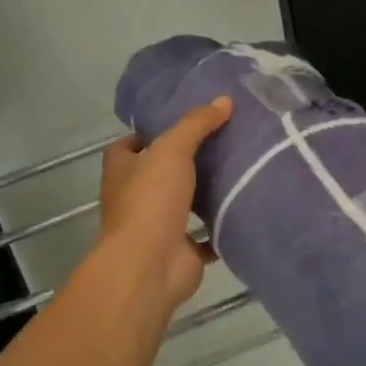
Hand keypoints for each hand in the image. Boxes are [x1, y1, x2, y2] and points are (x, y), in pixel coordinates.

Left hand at [95, 98, 231, 313]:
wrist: (150, 265)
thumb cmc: (151, 200)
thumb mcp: (173, 149)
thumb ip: (197, 124)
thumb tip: (224, 100)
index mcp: (122, 170)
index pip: (130, 146)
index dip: (151, 134)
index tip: (183, 123)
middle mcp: (134, 197)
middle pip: (158, 174)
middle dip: (184, 162)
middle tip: (222, 142)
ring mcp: (156, 227)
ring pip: (181, 204)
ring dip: (203, 194)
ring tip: (238, 170)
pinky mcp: (179, 251)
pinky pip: (203, 236)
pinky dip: (218, 227)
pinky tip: (242, 208)